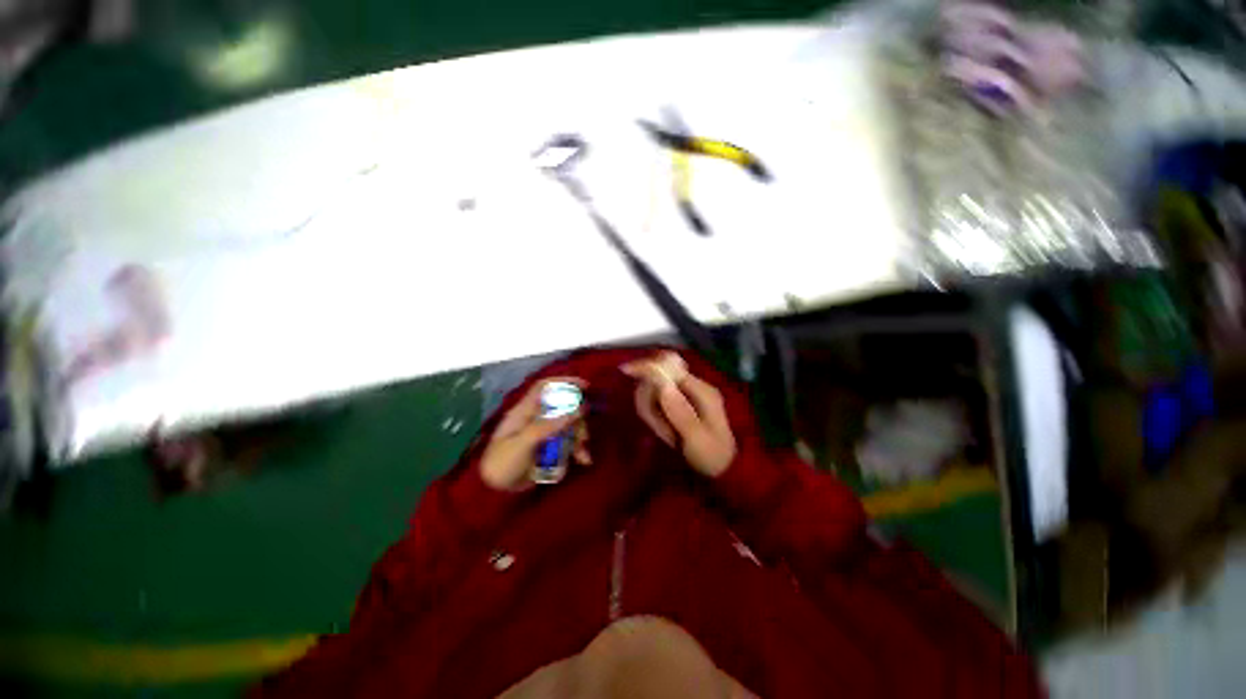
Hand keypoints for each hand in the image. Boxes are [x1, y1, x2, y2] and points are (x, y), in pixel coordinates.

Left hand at [480, 378, 589, 490]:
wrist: (495, 493)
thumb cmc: (503, 463)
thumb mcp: (524, 443)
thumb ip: (549, 426)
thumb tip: (577, 410)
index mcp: (525, 411)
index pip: (546, 387)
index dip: (564, 382)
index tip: (585, 386)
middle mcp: (537, 418)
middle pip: (564, 408)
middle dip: (577, 419)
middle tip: (583, 434)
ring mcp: (545, 433)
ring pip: (569, 426)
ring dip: (579, 437)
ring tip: (582, 454)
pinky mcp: (550, 448)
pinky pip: (569, 443)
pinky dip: (578, 450)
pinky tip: (584, 460)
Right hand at [623, 353, 736, 477]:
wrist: (723, 470)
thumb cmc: (712, 456)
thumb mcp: (697, 439)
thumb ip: (680, 413)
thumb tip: (662, 385)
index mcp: (702, 390)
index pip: (671, 367)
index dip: (648, 367)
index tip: (626, 371)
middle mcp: (693, 387)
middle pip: (659, 377)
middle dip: (649, 399)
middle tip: (658, 428)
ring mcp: (686, 395)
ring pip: (655, 391)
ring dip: (652, 411)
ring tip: (666, 435)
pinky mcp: (678, 404)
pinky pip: (657, 401)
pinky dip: (654, 415)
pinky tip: (664, 433)